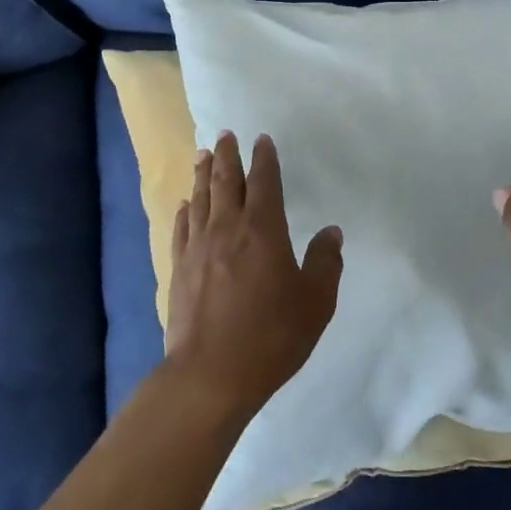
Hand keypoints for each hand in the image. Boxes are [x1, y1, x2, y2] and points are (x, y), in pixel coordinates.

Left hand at [164, 131, 342, 422]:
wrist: (211, 375)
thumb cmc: (271, 336)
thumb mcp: (315, 302)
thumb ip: (325, 263)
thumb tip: (331, 232)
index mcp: (263, 230)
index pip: (265, 182)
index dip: (264, 159)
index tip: (261, 140)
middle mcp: (228, 228)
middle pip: (227, 181)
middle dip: (228, 156)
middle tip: (226, 134)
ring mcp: (198, 248)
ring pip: (201, 199)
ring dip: (203, 174)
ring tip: (204, 155)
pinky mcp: (179, 269)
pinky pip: (182, 228)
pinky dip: (185, 210)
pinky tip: (185, 204)